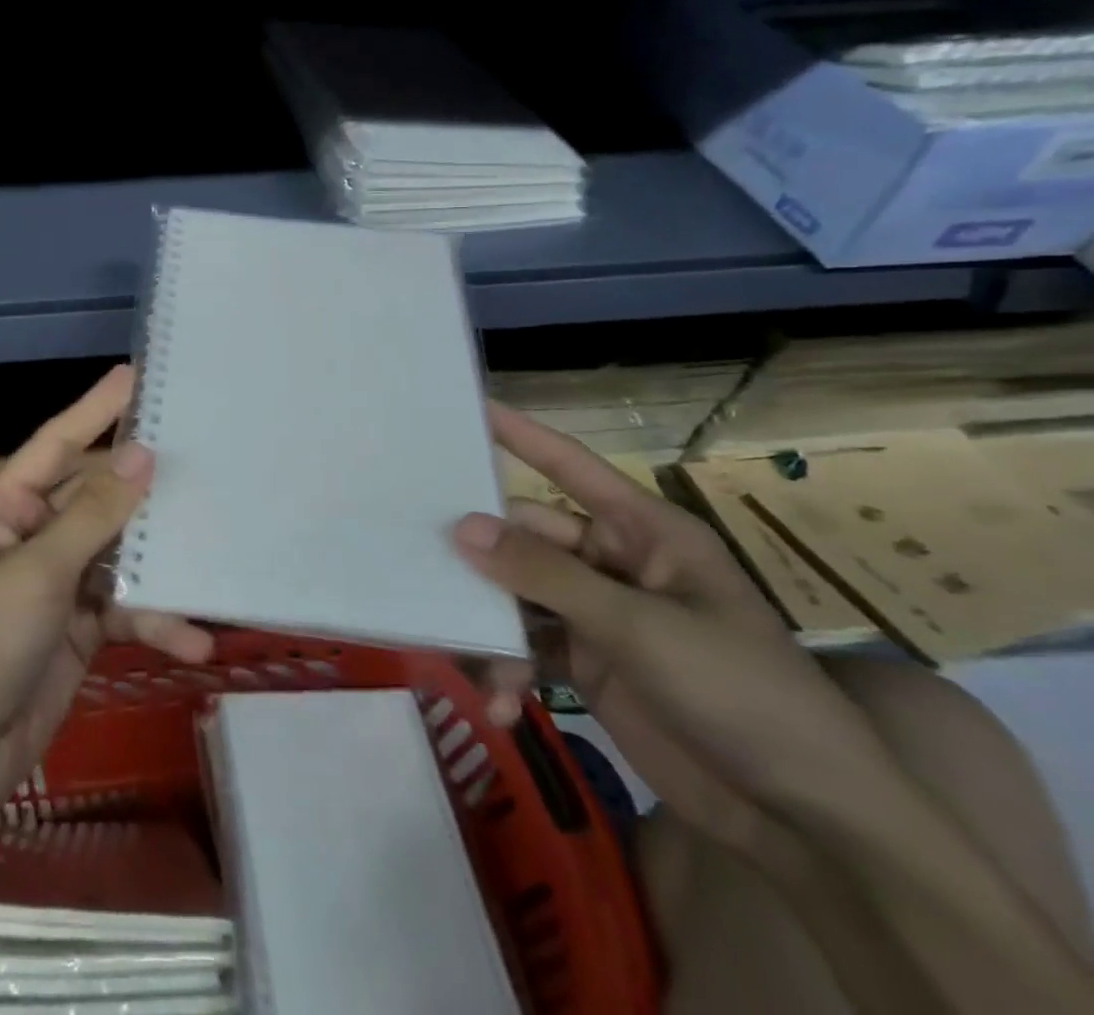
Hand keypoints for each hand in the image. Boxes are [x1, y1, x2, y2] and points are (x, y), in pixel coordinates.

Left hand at [0, 365, 213, 818]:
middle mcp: (31, 535)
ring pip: (120, 553)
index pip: (57, 443)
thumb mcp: (36, 575)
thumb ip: (93, 515)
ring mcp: (57, 583)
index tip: (137, 374)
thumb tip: (142, 453)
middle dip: (144, 485)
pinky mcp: (79, 629)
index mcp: (4, 508)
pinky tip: (195, 642)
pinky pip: (126, 609)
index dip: (96, 408)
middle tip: (203, 453)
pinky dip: (156, 622)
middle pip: (97, 495)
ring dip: (162, 563)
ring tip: (216, 551)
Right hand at [454, 403, 893, 850]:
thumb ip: (545, 574)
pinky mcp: (587, 665)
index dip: (521, 435)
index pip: (572, 466)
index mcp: (645, 533)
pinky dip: (509, 671)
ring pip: (518, 595)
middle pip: (527, 537)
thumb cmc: (740, 694)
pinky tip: (501, 704)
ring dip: (494, 627)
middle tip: (426, 568)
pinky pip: (528, 649)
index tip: (467, 409)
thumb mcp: (639, 627)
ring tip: (476, 663)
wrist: (805, 822)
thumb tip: (462, 526)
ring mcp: (598, 615)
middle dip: (484, 561)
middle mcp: (615, 563)